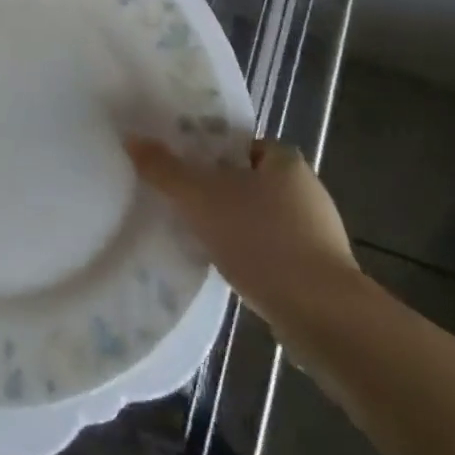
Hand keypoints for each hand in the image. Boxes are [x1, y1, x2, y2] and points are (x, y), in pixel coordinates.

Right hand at [127, 136, 360, 333]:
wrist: (322, 315)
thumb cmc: (261, 239)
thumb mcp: (200, 198)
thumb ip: (164, 169)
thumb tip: (132, 138)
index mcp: (286, 160)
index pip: (241, 144)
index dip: (210, 154)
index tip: (183, 169)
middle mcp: (307, 189)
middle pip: (249, 181)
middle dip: (219, 192)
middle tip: (184, 202)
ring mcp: (318, 233)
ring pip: (262, 218)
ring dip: (235, 226)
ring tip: (200, 238)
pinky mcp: (320, 271)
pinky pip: (275, 251)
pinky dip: (253, 256)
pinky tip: (230, 269)